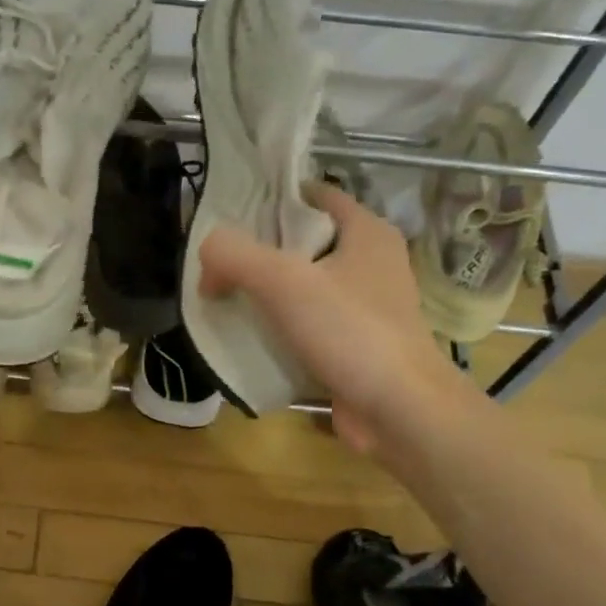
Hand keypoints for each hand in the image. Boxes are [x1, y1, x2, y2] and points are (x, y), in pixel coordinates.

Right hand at [199, 183, 467, 452]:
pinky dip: (281, 328)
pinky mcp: (357, 345)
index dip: (271, 199)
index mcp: (367, 232)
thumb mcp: (283, 282)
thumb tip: (207, 260)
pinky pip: (309, 325)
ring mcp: (366, 307)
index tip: (228, 215)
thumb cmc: (350, 332)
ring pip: (305, 287)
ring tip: (224, 299)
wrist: (399, 409)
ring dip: (268, 293)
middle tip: (218, 262)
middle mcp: (371, 263)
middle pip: (304, 243)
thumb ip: (235, 257)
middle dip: (261, 250)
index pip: (313, 196)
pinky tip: (249, 337)